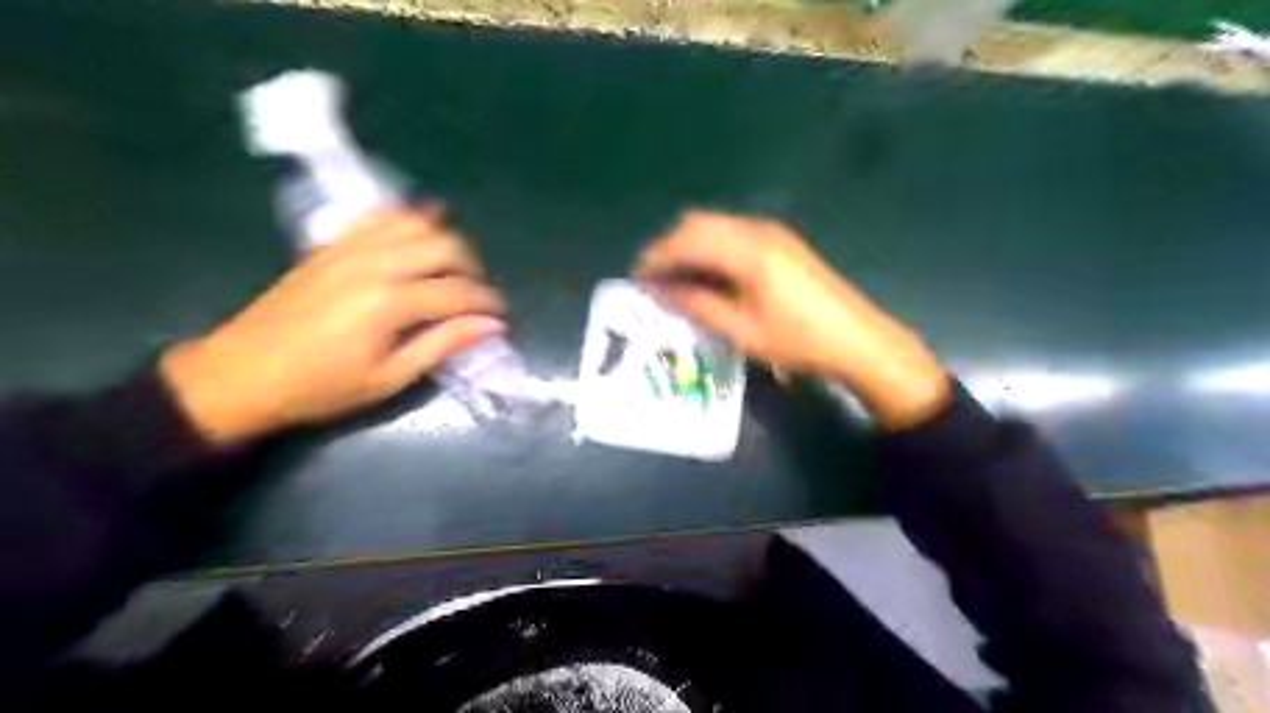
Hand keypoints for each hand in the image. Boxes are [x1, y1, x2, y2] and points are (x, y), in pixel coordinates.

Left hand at [161, 206, 509, 444]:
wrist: (241, 375)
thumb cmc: (321, 388)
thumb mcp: (389, 378)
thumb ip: (442, 345)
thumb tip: (491, 326)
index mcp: (390, 303)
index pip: (458, 291)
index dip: (488, 303)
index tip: (501, 317)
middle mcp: (375, 264)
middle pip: (444, 246)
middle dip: (474, 268)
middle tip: (480, 294)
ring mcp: (351, 248)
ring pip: (416, 224)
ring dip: (446, 240)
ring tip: (455, 267)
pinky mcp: (333, 245)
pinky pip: (379, 217)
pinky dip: (408, 218)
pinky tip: (422, 229)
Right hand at [641, 210, 946, 424]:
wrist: (856, 339)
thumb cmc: (798, 340)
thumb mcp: (741, 330)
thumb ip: (697, 305)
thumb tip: (660, 291)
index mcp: (747, 250)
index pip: (686, 241)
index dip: (656, 258)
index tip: (637, 280)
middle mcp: (757, 229)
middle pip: (698, 223)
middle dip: (669, 247)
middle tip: (653, 280)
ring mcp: (772, 232)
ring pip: (715, 225)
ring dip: (689, 245)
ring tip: (675, 280)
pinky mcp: (781, 241)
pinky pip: (732, 233)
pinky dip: (710, 247)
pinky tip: (708, 274)